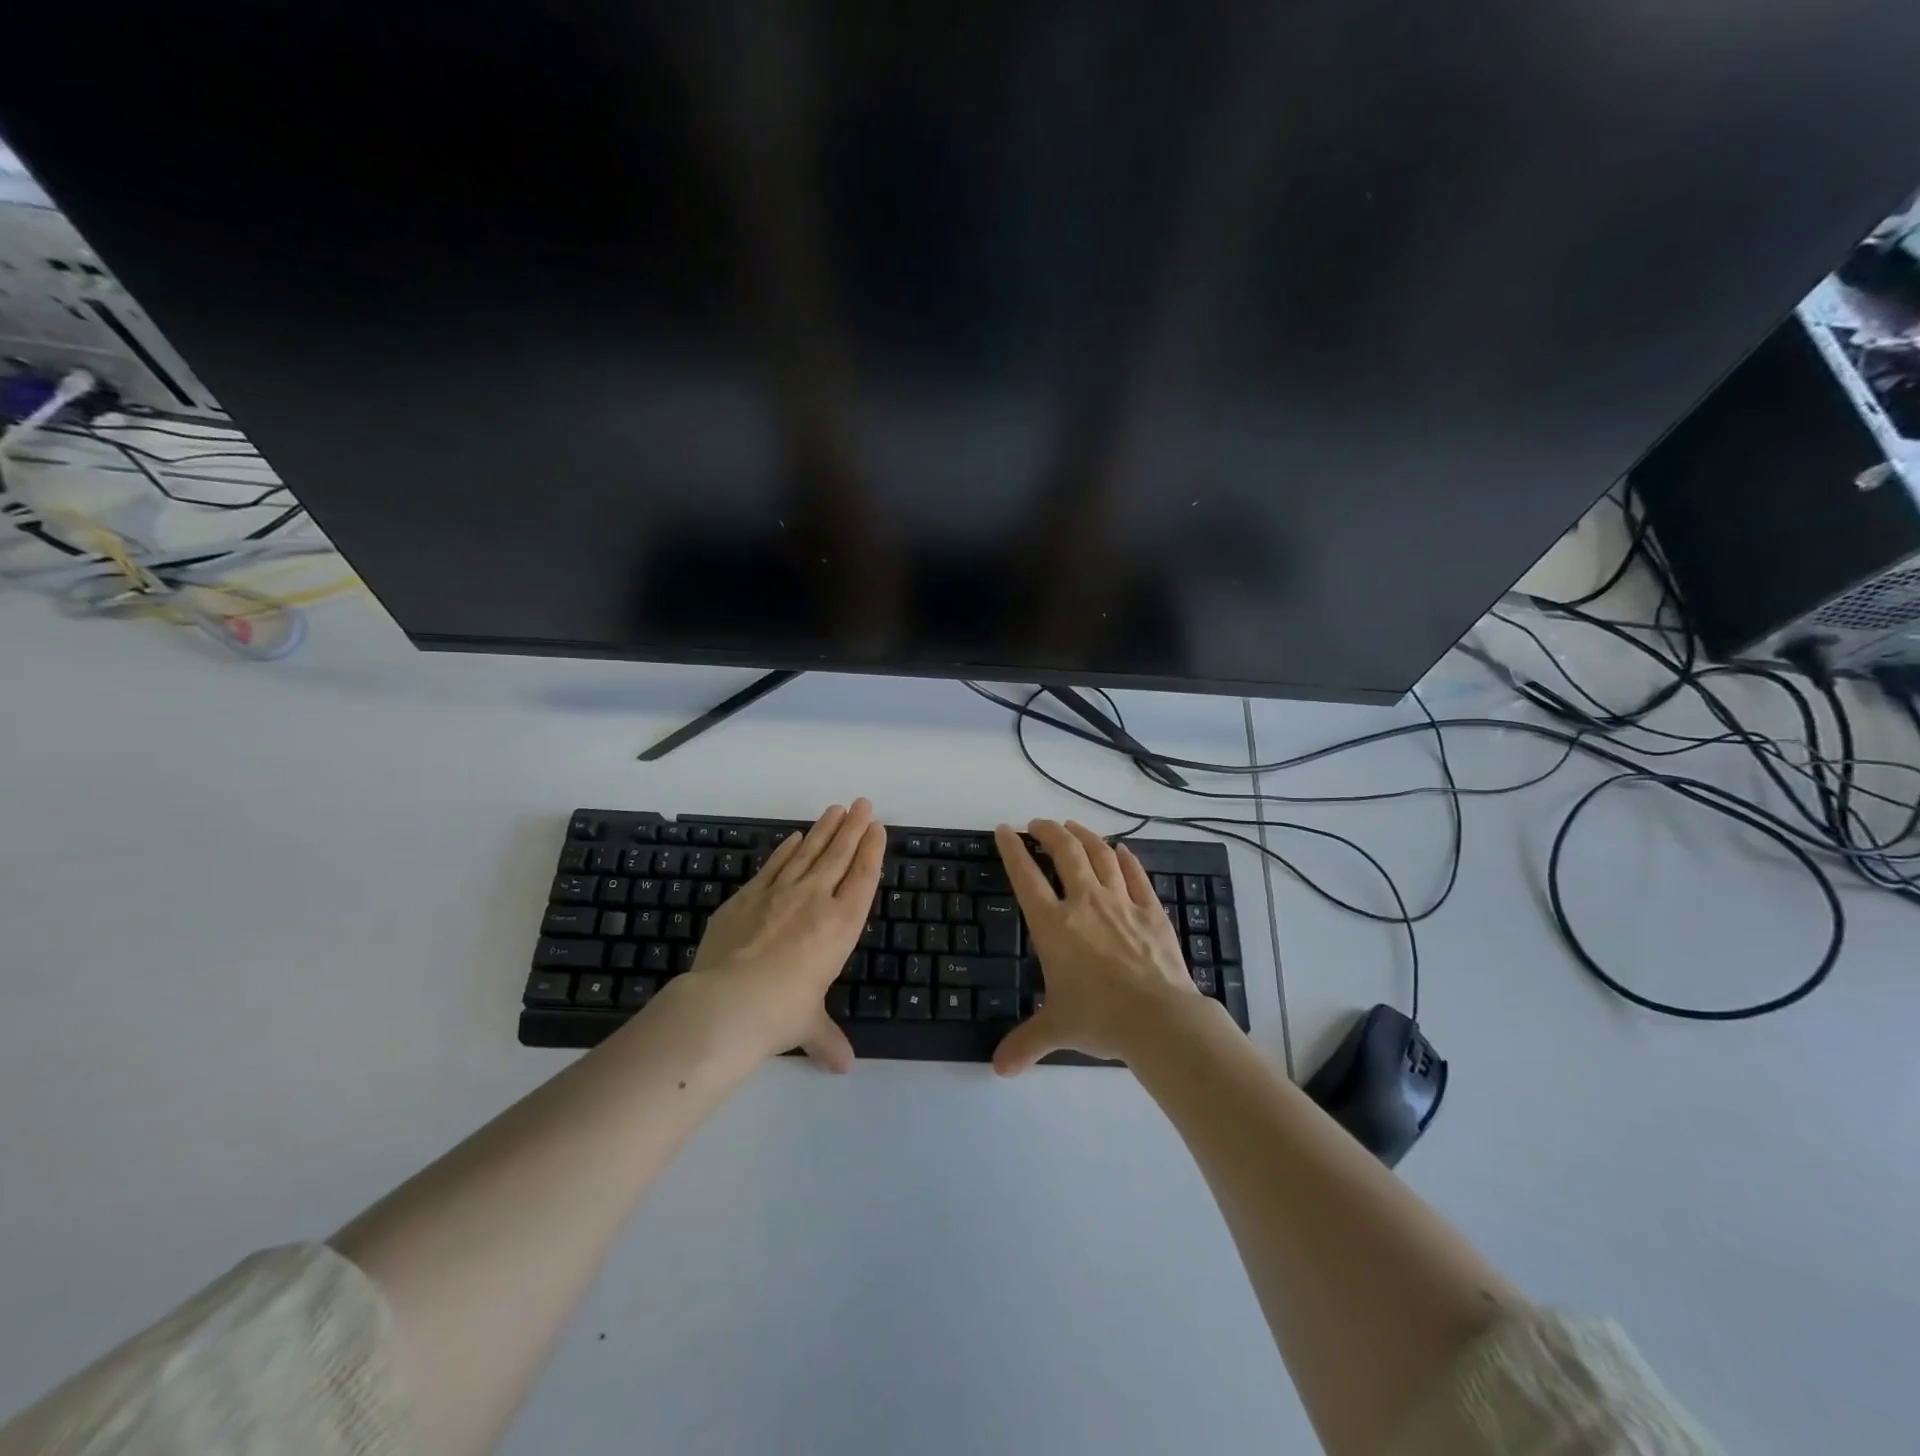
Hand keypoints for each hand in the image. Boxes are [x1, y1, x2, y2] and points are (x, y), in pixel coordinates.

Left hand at [686, 799, 886, 1069]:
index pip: (863, 878)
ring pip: (808, 852)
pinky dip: (786, 849)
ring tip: (835, 809)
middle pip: (839, 855)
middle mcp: (815, 900)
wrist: (727, 1003)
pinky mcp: (746, 896)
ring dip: (824, 829)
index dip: (872, 850)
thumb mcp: (809, 1026)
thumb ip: (828, 1038)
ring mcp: (779, 893)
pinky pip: (773, 865)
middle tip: (863, 803)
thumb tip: (843, 1066)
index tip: (877, 827)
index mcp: (840, 926)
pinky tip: (794, 837)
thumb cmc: (781, 1013)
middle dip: (853, 827)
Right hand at [992, 819, 1203, 1073]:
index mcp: (1054, 925)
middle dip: (1048, 832)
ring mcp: (1121, 903)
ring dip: (1084, 836)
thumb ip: (1026, 1043)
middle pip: (1064, 852)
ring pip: (1100, 854)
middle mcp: (1084, 903)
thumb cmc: (1099, 1017)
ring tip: (1073, 827)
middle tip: (1039, 824)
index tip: (1005, 830)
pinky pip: (1136, 875)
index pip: (1026, 876)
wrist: (1158, 1018)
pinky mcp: (1151, 911)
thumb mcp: (1056, 1028)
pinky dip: (1126, 858)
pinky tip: (1121, 849)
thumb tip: (999, 1069)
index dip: (1012, 849)